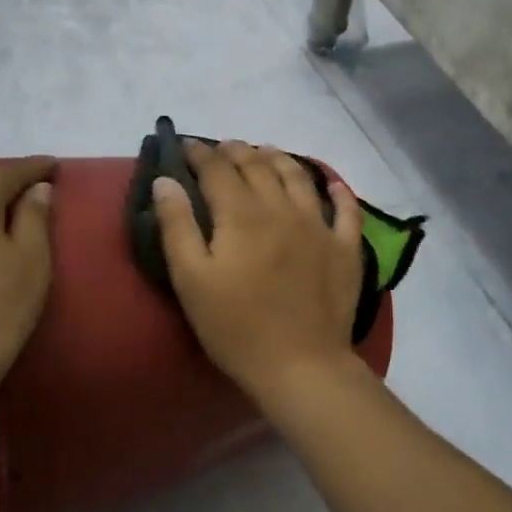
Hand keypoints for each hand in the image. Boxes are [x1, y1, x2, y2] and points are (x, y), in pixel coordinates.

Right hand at [152, 140, 362, 398]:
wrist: (300, 365)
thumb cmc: (235, 326)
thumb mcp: (190, 279)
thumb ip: (176, 225)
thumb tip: (165, 180)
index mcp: (241, 214)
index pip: (218, 169)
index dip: (200, 153)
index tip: (185, 146)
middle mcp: (282, 208)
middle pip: (257, 166)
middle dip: (236, 151)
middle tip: (222, 147)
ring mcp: (319, 225)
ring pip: (298, 176)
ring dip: (278, 158)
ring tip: (265, 151)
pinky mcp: (345, 248)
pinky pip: (346, 209)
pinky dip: (337, 190)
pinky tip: (331, 182)